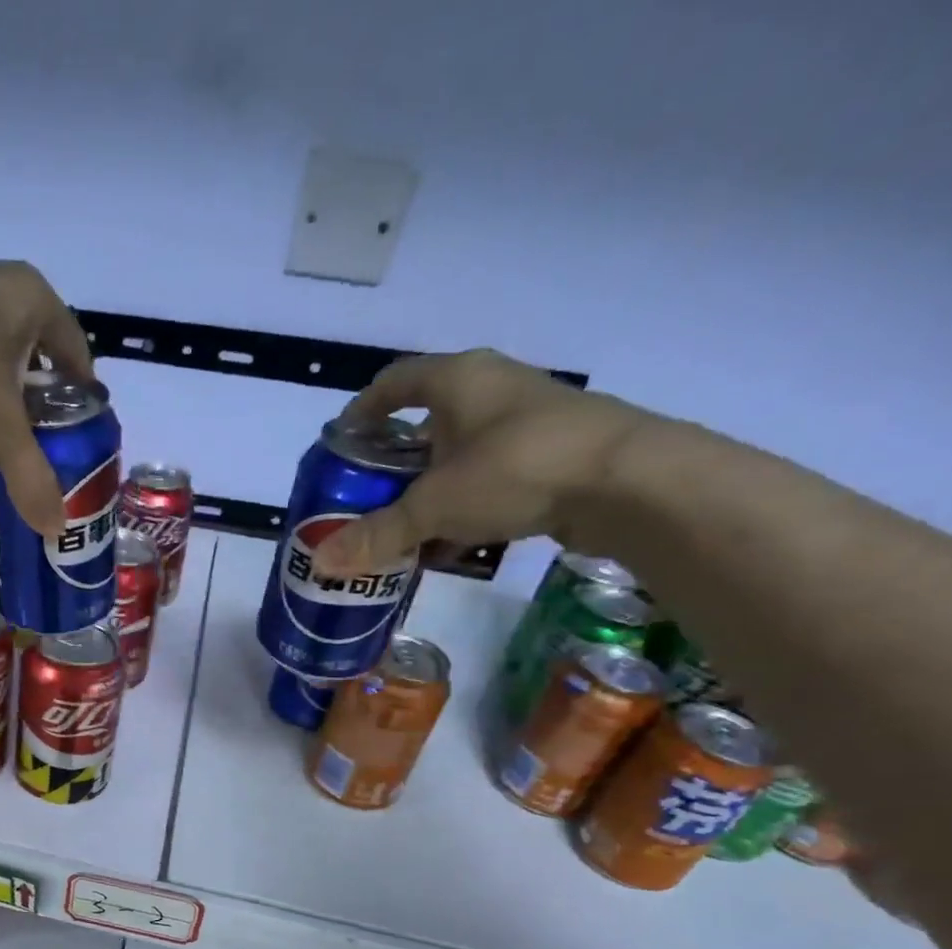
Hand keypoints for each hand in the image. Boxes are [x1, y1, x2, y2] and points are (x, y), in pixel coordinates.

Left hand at [0, 253, 93, 535]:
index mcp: (33, 301)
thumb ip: (31, 476)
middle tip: (48, 459)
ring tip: (9, 469)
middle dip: (38, 417)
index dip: (84, 397)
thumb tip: (55, 529)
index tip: (86, 437)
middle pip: (32, 369)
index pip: (76, 352)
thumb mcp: (2, 423)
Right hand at [311, 349, 651, 576]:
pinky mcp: (555, 454)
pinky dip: (467, 503)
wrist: (630, 481)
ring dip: (432, 486)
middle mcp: (493, 389)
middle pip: (428, 420)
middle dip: (395, 459)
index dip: (364, 408)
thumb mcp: (434, 505)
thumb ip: (377, 533)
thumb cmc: (516, 469)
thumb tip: (321, 564)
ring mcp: (528, 420)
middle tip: (368, 495)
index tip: (342, 441)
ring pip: (462, 452)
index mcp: (458, 381)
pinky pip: (493, 476)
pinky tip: (454, 541)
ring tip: (405, 525)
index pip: (395, 381)